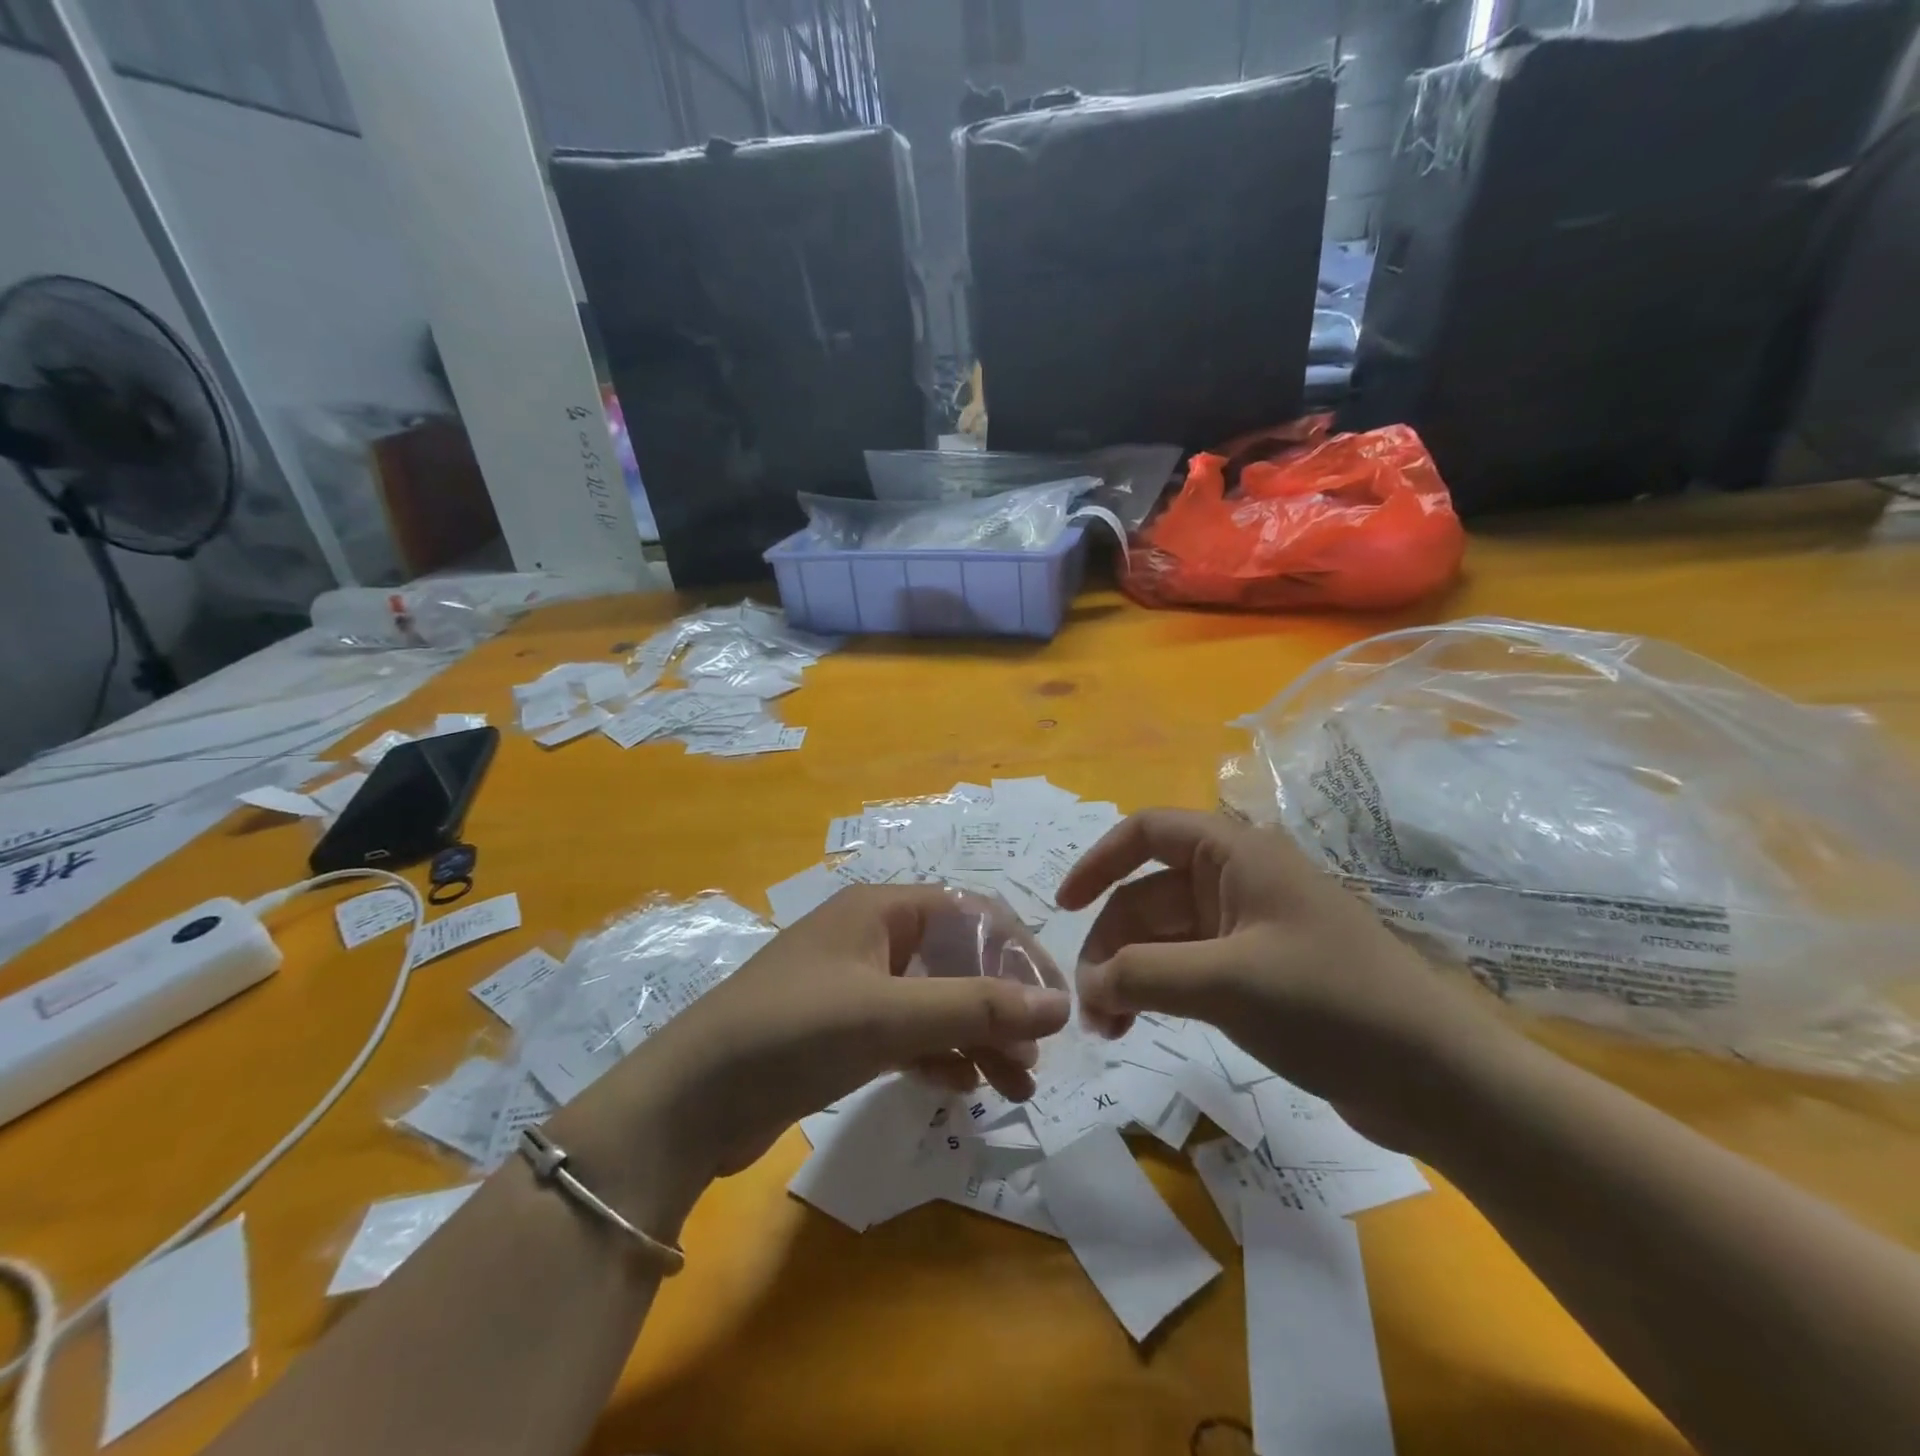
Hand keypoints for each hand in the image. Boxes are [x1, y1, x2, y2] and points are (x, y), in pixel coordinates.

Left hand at [554, 885, 1072, 1215]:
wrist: (690, 1102)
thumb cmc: (794, 1032)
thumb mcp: (890, 1015)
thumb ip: (976, 1007)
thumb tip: (1060, 1005)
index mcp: (883, 909)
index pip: (974, 915)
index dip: (1020, 954)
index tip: (1057, 1006)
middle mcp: (873, 938)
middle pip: (959, 961)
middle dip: (1001, 1006)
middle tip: (1036, 1060)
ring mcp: (857, 986)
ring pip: (937, 1002)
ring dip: (977, 1038)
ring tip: (1015, 1087)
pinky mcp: (843, 1031)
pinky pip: (909, 1033)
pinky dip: (939, 1055)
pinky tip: (962, 1088)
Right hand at [1056, 809, 1506, 1151]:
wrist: (1436, 1078)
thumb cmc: (1329, 1005)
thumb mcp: (1225, 983)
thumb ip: (1143, 975)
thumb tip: (1087, 985)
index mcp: (1236, 854)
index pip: (1147, 832)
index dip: (1098, 861)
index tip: (1062, 907)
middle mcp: (1238, 881)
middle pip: (1148, 895)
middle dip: (1112, 946)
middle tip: (1091, 1008)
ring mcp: (1249, 929)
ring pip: (1165, 938)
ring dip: (1130, 975)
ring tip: (1109, 1030)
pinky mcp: (1259, 973)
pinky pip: (1189, 968)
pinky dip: (1158, 991)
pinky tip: (1140, 1026)